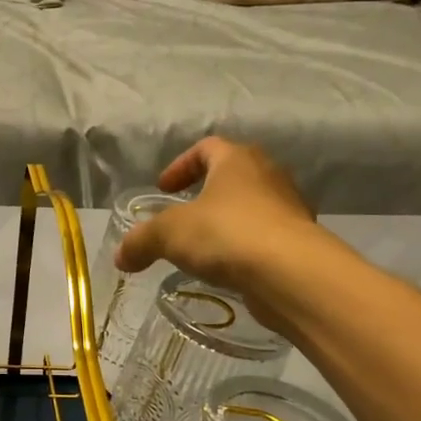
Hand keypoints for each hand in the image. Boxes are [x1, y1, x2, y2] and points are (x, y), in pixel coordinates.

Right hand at [114, 137, 323, 324]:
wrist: (291, 274)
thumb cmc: (226, 234)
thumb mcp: (168, 234)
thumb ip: (140, 241)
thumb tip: (120, 256)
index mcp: (237, 160)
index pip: (207, 147)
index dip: (181, 165)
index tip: (164, 189)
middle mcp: (268, 176)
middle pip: (233, 174)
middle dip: (206, 193)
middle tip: (183, 214)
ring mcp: (289, 209)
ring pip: (251, 207)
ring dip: (227, 221)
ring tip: (204, 247)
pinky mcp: (299, 242)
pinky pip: (264, 237)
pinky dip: (244, 247)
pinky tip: (227, 269)